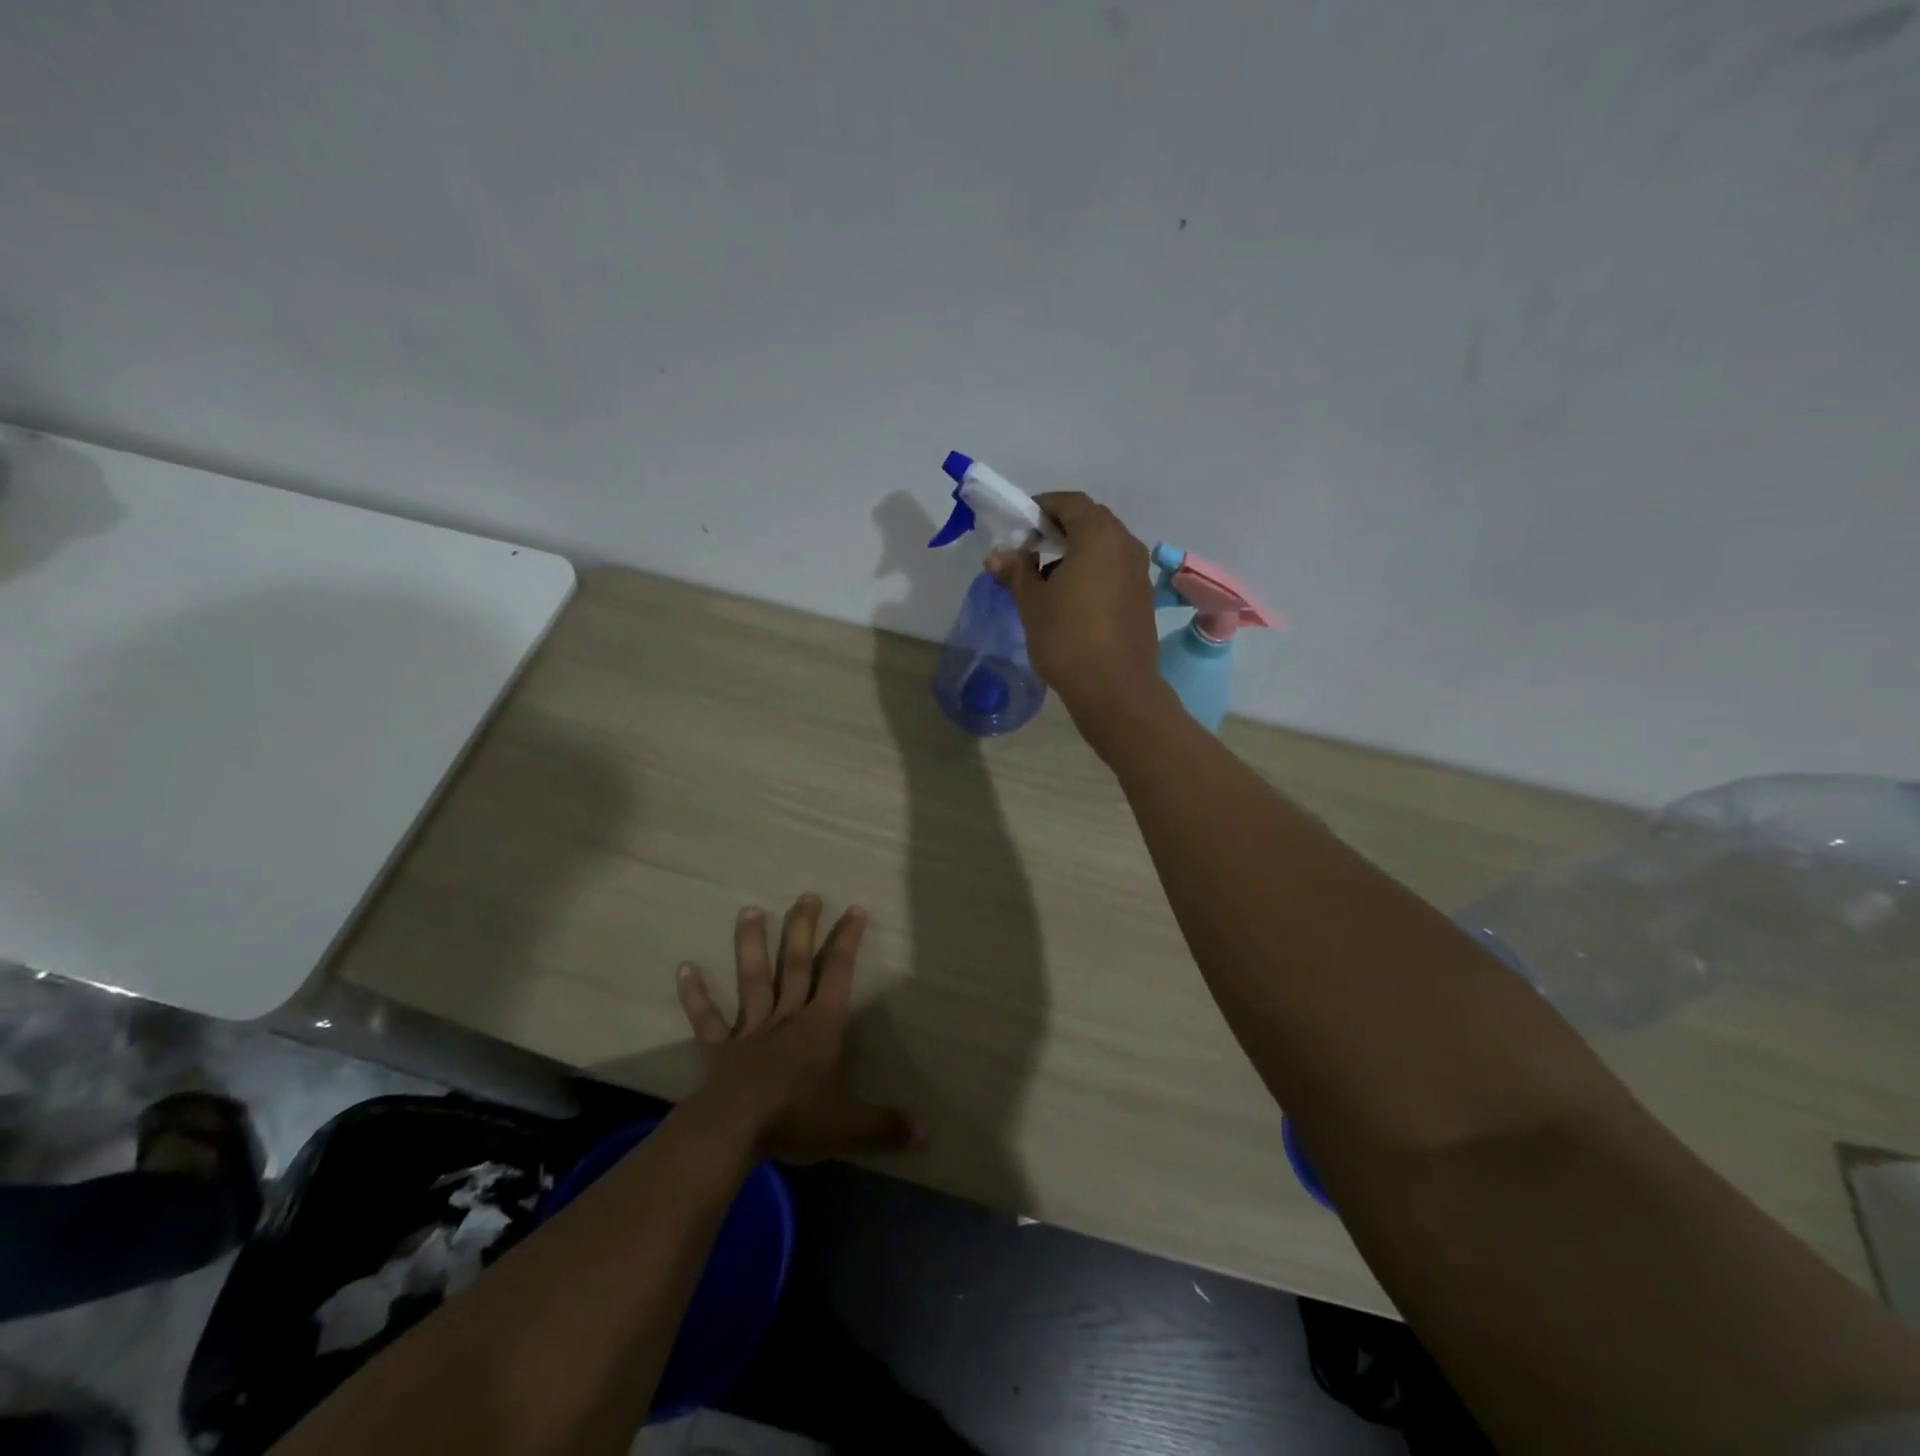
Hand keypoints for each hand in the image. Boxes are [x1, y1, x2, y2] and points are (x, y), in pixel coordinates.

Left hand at [676, 895, 923, 1162]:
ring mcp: (751, 1030)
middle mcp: (787, 1017)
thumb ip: (886, 1125)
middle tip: (806, 896)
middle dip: (802, 929)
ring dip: (751, 945)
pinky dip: (696, 996)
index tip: (854, 909)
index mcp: (820, 1026)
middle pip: (795, 964)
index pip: (838, 973)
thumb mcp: (849, 1126)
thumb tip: (929, 1134)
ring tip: (749, 910)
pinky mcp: (721, 1050)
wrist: (734, 1131)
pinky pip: (708, 1020)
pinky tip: (684, 968)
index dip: (847, 941)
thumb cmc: (796, 1118)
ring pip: (753, 979)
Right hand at [986, 491, 1161, 727]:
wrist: (1115, 688)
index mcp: (1099, 535)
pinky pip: (1114, 570)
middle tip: (1031, 548)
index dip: (1042, 507)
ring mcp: (1139, 572)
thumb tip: (997, 556)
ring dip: (1076, 552)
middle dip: (1059, 529)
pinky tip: (1071, 599)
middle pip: (1090, 521)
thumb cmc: (1067, 637)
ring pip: (1104, 547)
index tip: (1020, 525)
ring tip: (1047, 578)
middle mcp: (1126, 544)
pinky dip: (1092, 572)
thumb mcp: (1032, 602)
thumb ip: (1016, 572)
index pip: (1069, 503)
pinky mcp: (1143, 597)